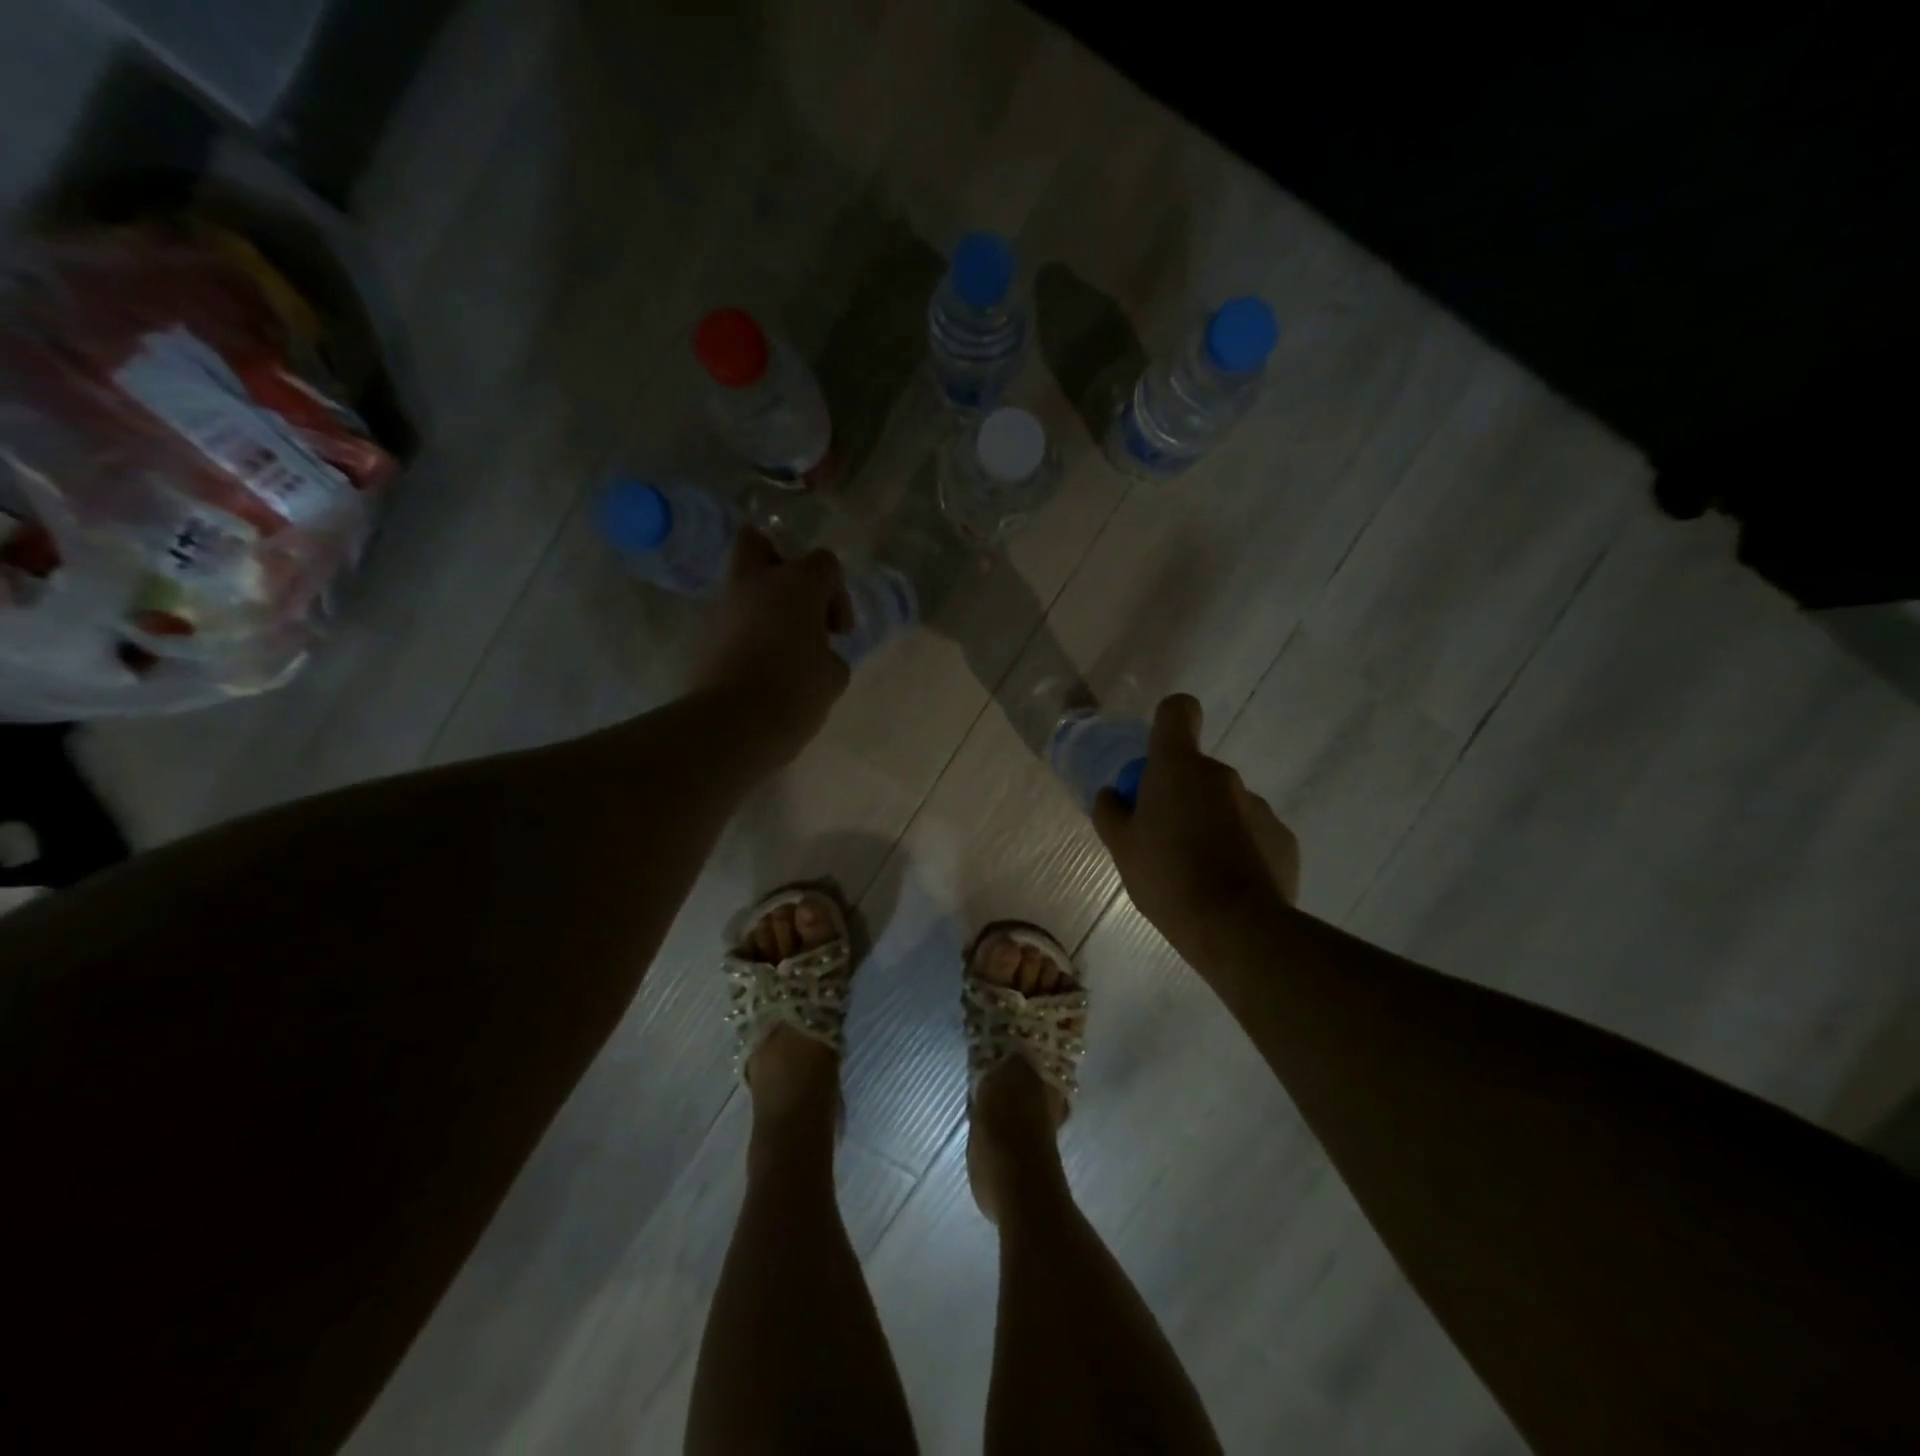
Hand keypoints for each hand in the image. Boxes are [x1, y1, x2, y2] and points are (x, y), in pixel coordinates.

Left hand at [691, 529, 851, 768]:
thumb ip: (831, 655)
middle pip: (761, 543)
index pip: (825, 563)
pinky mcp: (705, 634)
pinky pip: (732, 618)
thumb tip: (819, 654)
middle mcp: (756, 582)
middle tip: (798, 601)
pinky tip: (763, 663)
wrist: (732, 724)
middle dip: (781, 565)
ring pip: (743, 584)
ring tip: (784, 644)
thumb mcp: (833, 677)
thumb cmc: (795, 691)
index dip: (838, 595)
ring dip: (764, 603)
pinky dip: (748, 630)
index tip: (839, 632)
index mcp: (797, 583)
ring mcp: (725, 606)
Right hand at [1092, 694, 1299, 962]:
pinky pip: (1251, 832)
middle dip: (1180, 795)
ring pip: (1224, 803)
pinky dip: (1239, 849)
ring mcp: (1258, 805)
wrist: (1236, 928)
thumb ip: (1111, 813)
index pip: (1177, 712)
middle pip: (1196, 770)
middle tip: (1163, 839)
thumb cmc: (1167, 877)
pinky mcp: (1282, 838)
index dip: (1167, 724)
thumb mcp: (1121, 848)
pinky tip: (1228, 885)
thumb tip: (1112, 794)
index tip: (1156, 758)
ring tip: (1196, 871)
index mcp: (1178, 767)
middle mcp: (1222, 775)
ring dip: (1210, 823)